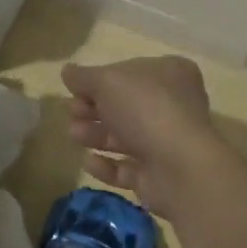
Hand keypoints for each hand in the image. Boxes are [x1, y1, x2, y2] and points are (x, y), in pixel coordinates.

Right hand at [62, 56, 219, 217]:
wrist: (179, 167)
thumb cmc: (145, 108)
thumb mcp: (107, 81)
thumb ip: (83, 77)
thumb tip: (67, 71)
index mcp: (170, 73)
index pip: (129, 71)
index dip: (100, 80)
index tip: (75, 89)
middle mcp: (174, 105)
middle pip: (125, 105)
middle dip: (94, 109)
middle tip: (71, 113)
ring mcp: (169, 142)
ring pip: (125, 136)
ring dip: (96, 134)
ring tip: (74, 135)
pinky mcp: (160, 176)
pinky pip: (129, 168)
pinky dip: (107, 165)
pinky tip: (88, 162)